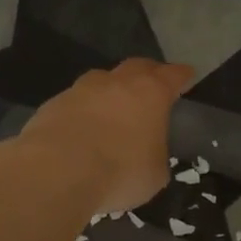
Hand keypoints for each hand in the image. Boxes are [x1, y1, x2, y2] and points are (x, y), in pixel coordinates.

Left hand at [12, 58, 194, 215]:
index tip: (187, 75)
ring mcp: (81, 90)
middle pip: (137, 67)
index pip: (173, 75)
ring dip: (110, 90)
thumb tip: (147, 154)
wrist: (56, 171)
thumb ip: (155, 155)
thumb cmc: (119, 171)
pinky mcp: (52, 105)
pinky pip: (75, 102)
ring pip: (102, 80)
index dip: (182, 75)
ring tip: (113, 108)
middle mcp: (117, 82)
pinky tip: (81, 130)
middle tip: (153, 84)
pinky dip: (83, 111)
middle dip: (148, 73)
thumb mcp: (154, 174)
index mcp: (151, 93)